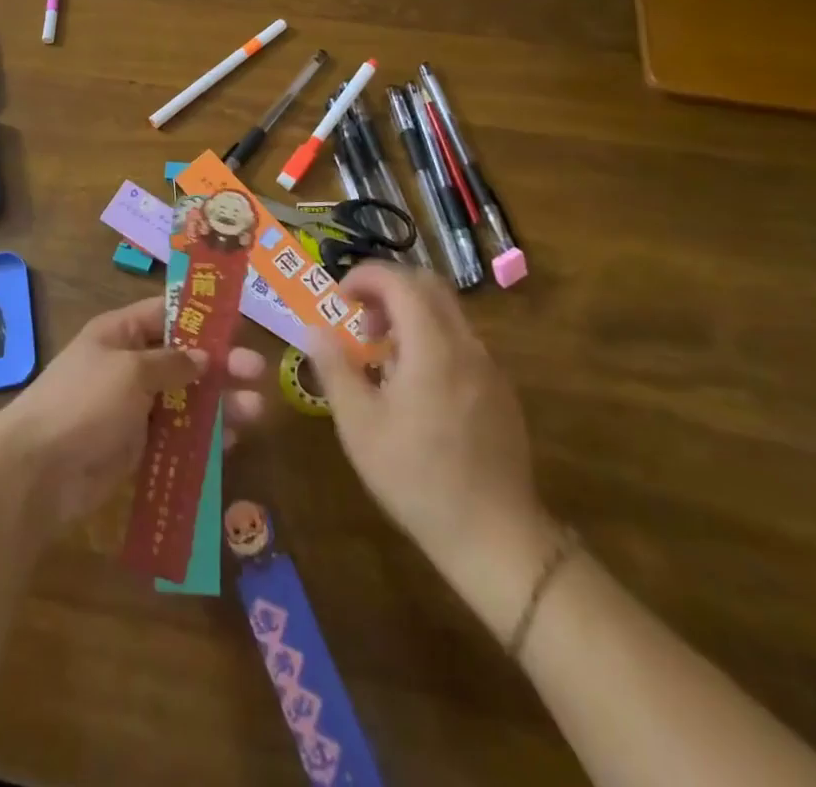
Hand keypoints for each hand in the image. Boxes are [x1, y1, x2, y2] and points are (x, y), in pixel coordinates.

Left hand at [0, 296, 265, 530]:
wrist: (38, 471)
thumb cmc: (83, 402)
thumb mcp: (129, 371)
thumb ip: (172, 363)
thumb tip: (203, 358)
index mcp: (120, 333)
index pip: (166, 313)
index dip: (202, 316)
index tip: (239, 323)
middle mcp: (129, 365)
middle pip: (184, 358)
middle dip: (221, 364)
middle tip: (257, 371)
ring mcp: (134, 407)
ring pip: (187, 399)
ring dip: (220, 403)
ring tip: (256, 411)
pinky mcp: (138, 446)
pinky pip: (178, 435)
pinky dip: (204, 437)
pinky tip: (233, 441)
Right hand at [310, 263, 549, 593]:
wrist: (496, 538)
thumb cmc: (416, 478)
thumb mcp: (359, 425)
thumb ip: (335, 368)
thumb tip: (314, 328)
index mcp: (432, 347)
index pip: (400, 281)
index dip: (365, 276)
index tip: (339, 298)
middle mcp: (466, 346)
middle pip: (428, 286)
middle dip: (388, 289)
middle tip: (359, 321)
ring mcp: (489, 368)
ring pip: (447, 313)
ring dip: (409, 314)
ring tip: (381, 356)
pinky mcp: (500, 392)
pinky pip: (461, 342)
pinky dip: (430, 339)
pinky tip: (414, 386)